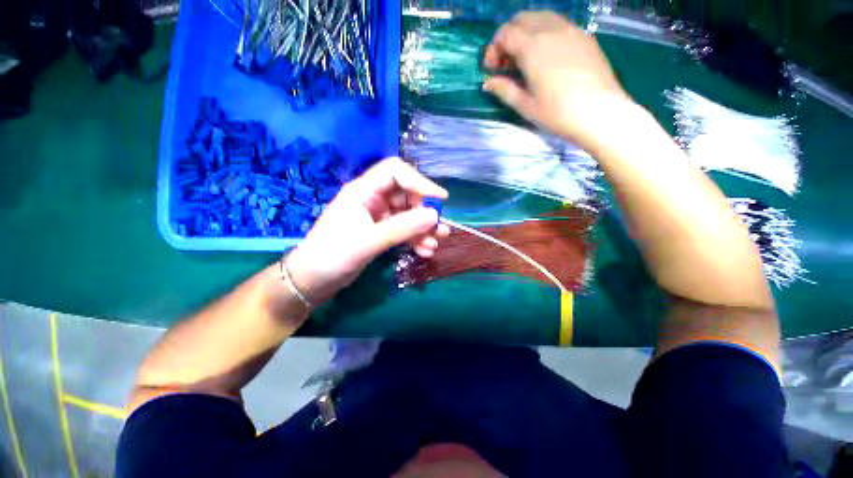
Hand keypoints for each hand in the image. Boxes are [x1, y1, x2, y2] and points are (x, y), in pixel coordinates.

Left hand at [285, 157, 449, 306]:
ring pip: (407, 214)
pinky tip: (425, 251)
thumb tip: (434, 215)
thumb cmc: (333, 256)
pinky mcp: (379, 232)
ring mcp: (377, 216)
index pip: (396, 172)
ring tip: (436, 244)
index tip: (440, 199)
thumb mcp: (369, 241)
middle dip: (425, 212)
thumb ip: (402, 227)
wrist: (311, 281)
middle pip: (406, 195)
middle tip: (440, 229)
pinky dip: (415, 238)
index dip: (420, 181)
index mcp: (363, 190)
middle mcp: (372, 199)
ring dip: (423, 228)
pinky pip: (403, 229)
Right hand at [483, 11, 632, 149]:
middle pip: (522, 19)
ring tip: (524, 58)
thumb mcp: (526, 106)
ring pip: (541, 17)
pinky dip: (544, 33)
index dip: (493, 49)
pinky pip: (558, 24)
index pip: (505, 34)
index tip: (492, 69)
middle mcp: (551, 30)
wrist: (600, 113)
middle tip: (506, 62)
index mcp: (533, 47)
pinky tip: (545, 56)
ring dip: (526, 32)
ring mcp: (571, 30)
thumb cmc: (558, 113)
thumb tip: (487, 83)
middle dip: (508, 37)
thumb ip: (504, 90)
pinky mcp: (585, 37)